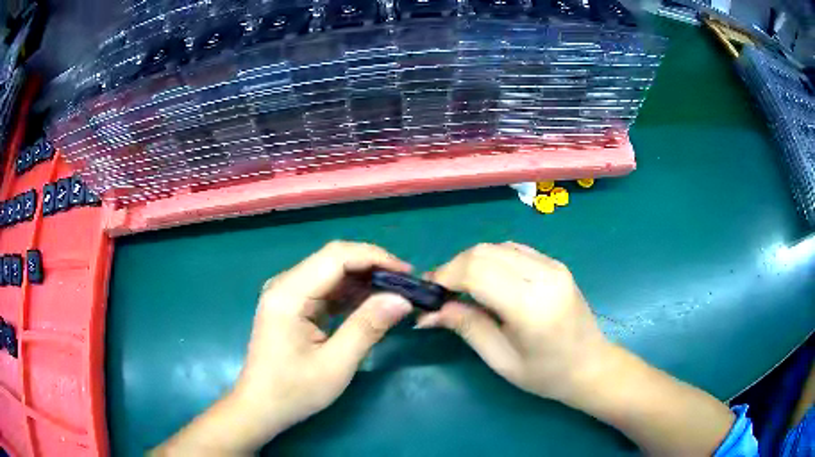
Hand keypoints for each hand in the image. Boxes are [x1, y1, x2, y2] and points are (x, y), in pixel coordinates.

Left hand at [235, 241, 413, 439]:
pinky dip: (350, 294)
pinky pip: (325, 289)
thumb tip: (402, 299)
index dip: (374, 257)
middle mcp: (285, 284)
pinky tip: (371, 304)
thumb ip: (368, 327)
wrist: (260, 407)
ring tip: (394, 293)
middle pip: (333, 259)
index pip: (336, 257)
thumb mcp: (336, 365)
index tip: (406, 273)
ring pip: (331, 272)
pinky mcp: (292, 305)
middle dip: (372, 266)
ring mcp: (287, 294)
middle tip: (405, 284)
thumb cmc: (293, 391)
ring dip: (363, 280)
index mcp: (289, 294)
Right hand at [416, 242, 610, 403]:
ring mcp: (553, 265)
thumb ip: (467, 327)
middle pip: (484, 252)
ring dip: (472, 262)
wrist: (590, 365)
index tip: (430, 292)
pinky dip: (492, 260)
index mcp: (531, 305)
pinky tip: (488, 281)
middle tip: (441, 292)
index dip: (446, 275)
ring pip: (497, 246)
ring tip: (462, 288)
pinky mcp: (555, 264)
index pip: (476, 271)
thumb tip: (429, 312)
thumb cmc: (546, 374)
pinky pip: (514, 250)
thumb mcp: (501, 360)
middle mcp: (544, 275)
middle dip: (455, 267)